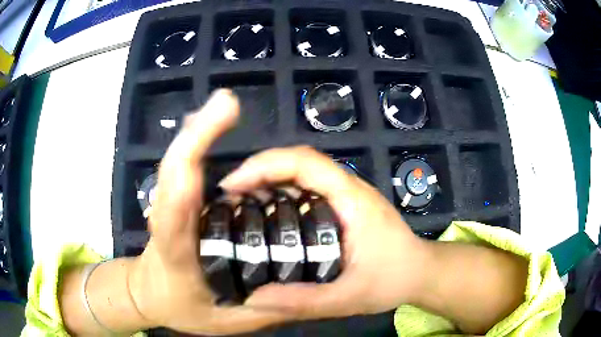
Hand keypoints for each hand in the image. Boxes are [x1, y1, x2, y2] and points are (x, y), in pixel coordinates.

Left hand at [128, 90, 289, 334]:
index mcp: (176, 259)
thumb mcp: (226, 320)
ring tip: (224, 106)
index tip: (200, 160)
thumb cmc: (183, 308)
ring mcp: (172, 208)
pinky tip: (215, 123)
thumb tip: (299, 284)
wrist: (150, 294)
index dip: (182, 186)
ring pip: (177, 165)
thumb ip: (261, 306)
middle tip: (226, 103)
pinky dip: (198, 141)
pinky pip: (186, 167)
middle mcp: (169, 225)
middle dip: (195, 137)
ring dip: (197, 132)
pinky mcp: (179, 201)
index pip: (172, 221)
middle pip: (172, 177)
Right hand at [220, 146, 429, 318]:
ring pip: (301, 174)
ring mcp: (346, 195)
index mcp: (352, 199)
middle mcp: (348, 188)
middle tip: (228, 197)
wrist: (420, 272)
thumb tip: (253, 299)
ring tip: (239, 205)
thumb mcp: (349, 298)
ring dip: (268, 182)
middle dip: (259, 172)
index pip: (305, 161)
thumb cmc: (393, 279)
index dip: (264, 165)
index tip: (233, 185)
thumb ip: (304, 301)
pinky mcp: (344, 205)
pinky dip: (281, 195)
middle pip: (298, 161)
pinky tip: (266, 216)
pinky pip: (307, 190)